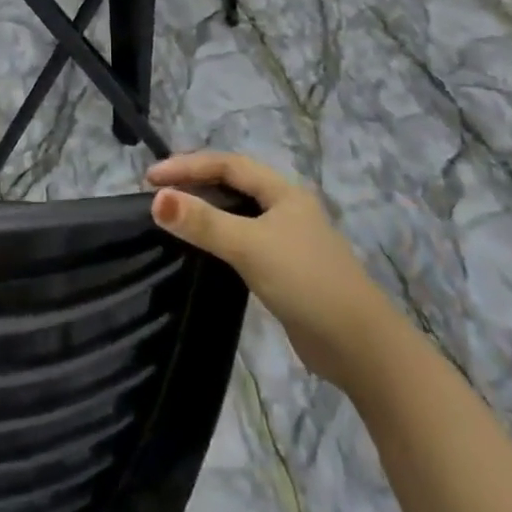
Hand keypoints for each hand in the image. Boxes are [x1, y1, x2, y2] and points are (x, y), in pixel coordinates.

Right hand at [147, 152, 385, 385]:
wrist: (361, 348)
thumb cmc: (306, 282)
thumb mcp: (250, 246)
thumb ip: (204, 223)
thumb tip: (156, 199)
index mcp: (282, 191)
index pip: (227, 164)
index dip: (187, 165)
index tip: (150, 178)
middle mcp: (285, 207)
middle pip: (232, 184)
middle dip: (194, 182)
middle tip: (157, 192)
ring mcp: (287, 240)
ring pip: (238, 213)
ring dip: (206, 210)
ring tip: (171, 215)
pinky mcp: (285, 270)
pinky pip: (243, 241)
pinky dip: (219, 237)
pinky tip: (203, 250)